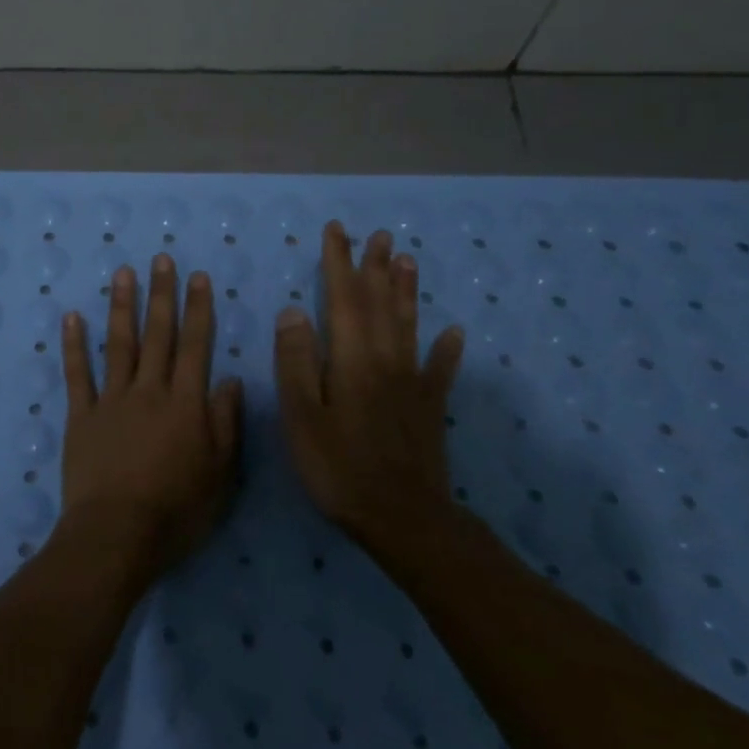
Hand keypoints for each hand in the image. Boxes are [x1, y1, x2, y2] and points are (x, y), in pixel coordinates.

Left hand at [60, 255, 244, 570]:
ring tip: (123, 273)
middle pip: (158, 334)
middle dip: (162, 294)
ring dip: (122, 306)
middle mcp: (149, 390)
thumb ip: (226, 423)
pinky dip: (74, 344)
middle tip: (160, 259)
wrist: (117, 534)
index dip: (199, 309)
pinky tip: (72, 317)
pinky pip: (77, 374)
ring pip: (119, 344)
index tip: (198, 277)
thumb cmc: (177, 511)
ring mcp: (111, 400)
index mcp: (185, 403)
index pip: (195, 345)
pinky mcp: (81, 416)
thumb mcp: (220, 474)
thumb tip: (232, 380)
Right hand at [274, 221, 465, 546]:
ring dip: (407, 291)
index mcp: (352, 359)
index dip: (338, 263)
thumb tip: (293, 310)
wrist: (401, 517)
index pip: (343, 299)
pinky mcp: (429, 407)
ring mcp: (412, 383)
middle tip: (379, 235)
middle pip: (380, 304)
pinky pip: (440, 370)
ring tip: (408, 260)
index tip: (337, 230)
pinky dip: (446, 349)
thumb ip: (297, 361)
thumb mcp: (302, 415)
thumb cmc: (339, 467)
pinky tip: (454, 332)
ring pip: (409, 325)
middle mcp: (385, 360)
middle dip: (375, 267)